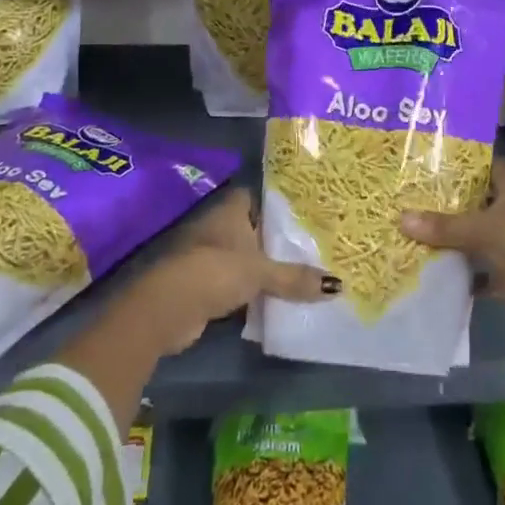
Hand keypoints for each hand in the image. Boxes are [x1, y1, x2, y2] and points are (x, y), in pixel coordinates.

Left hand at [133, 188, 336, 354]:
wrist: (167, 307)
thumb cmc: (216, 270)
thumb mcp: (261, 272)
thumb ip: (295, 277)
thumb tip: (337, 285)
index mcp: (231, 210)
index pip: (256, 197)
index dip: (276, 205)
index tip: (302, 215)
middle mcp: (218, 227)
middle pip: (252, 230)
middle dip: (274, 241)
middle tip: (309, 247)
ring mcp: (208, 256)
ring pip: (243, 258)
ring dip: (261, 269)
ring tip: (299, 274)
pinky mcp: (202, 285)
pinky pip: (234, 283)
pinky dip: (249, 292)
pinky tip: (272, 300)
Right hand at [401, 160, 504, 325]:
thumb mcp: (483, 228)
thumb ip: (444, 226)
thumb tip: (401, 219)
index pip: (483, 164)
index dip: (458, 162)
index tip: (425, 162)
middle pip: (475, 201)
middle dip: (447, 203)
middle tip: (408, 197)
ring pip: (476, 236)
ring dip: (452, 239)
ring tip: (411, 231)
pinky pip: (479, 271)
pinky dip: (461, 274)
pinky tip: (430, 271)